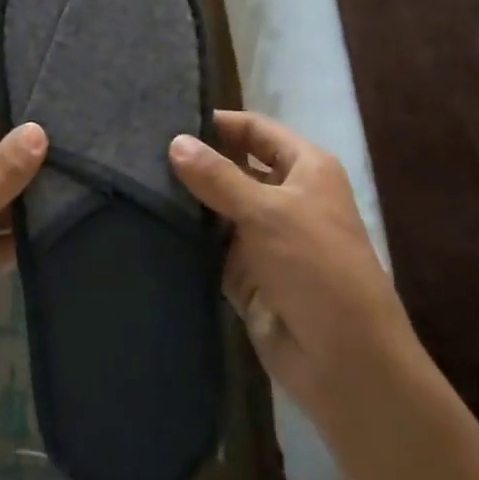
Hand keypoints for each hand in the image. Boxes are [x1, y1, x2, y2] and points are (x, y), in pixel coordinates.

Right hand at [169, 111, 427, 430]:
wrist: (344, 360)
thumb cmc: (316, 268)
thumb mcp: (267, 212)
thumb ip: (218, 176)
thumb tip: (175, 141)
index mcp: (305, 169)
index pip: (255, 130)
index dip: (217, 122)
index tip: (166, 119)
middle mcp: (285, 196)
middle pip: (233, 166)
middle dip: (196, 161)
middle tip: (139, 151)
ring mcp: (264, 237)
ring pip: (218, 207)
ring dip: (187, 200)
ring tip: (134, 181)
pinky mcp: (246, 274)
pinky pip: (211, 246)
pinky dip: (188, 238)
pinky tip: (149, 223)